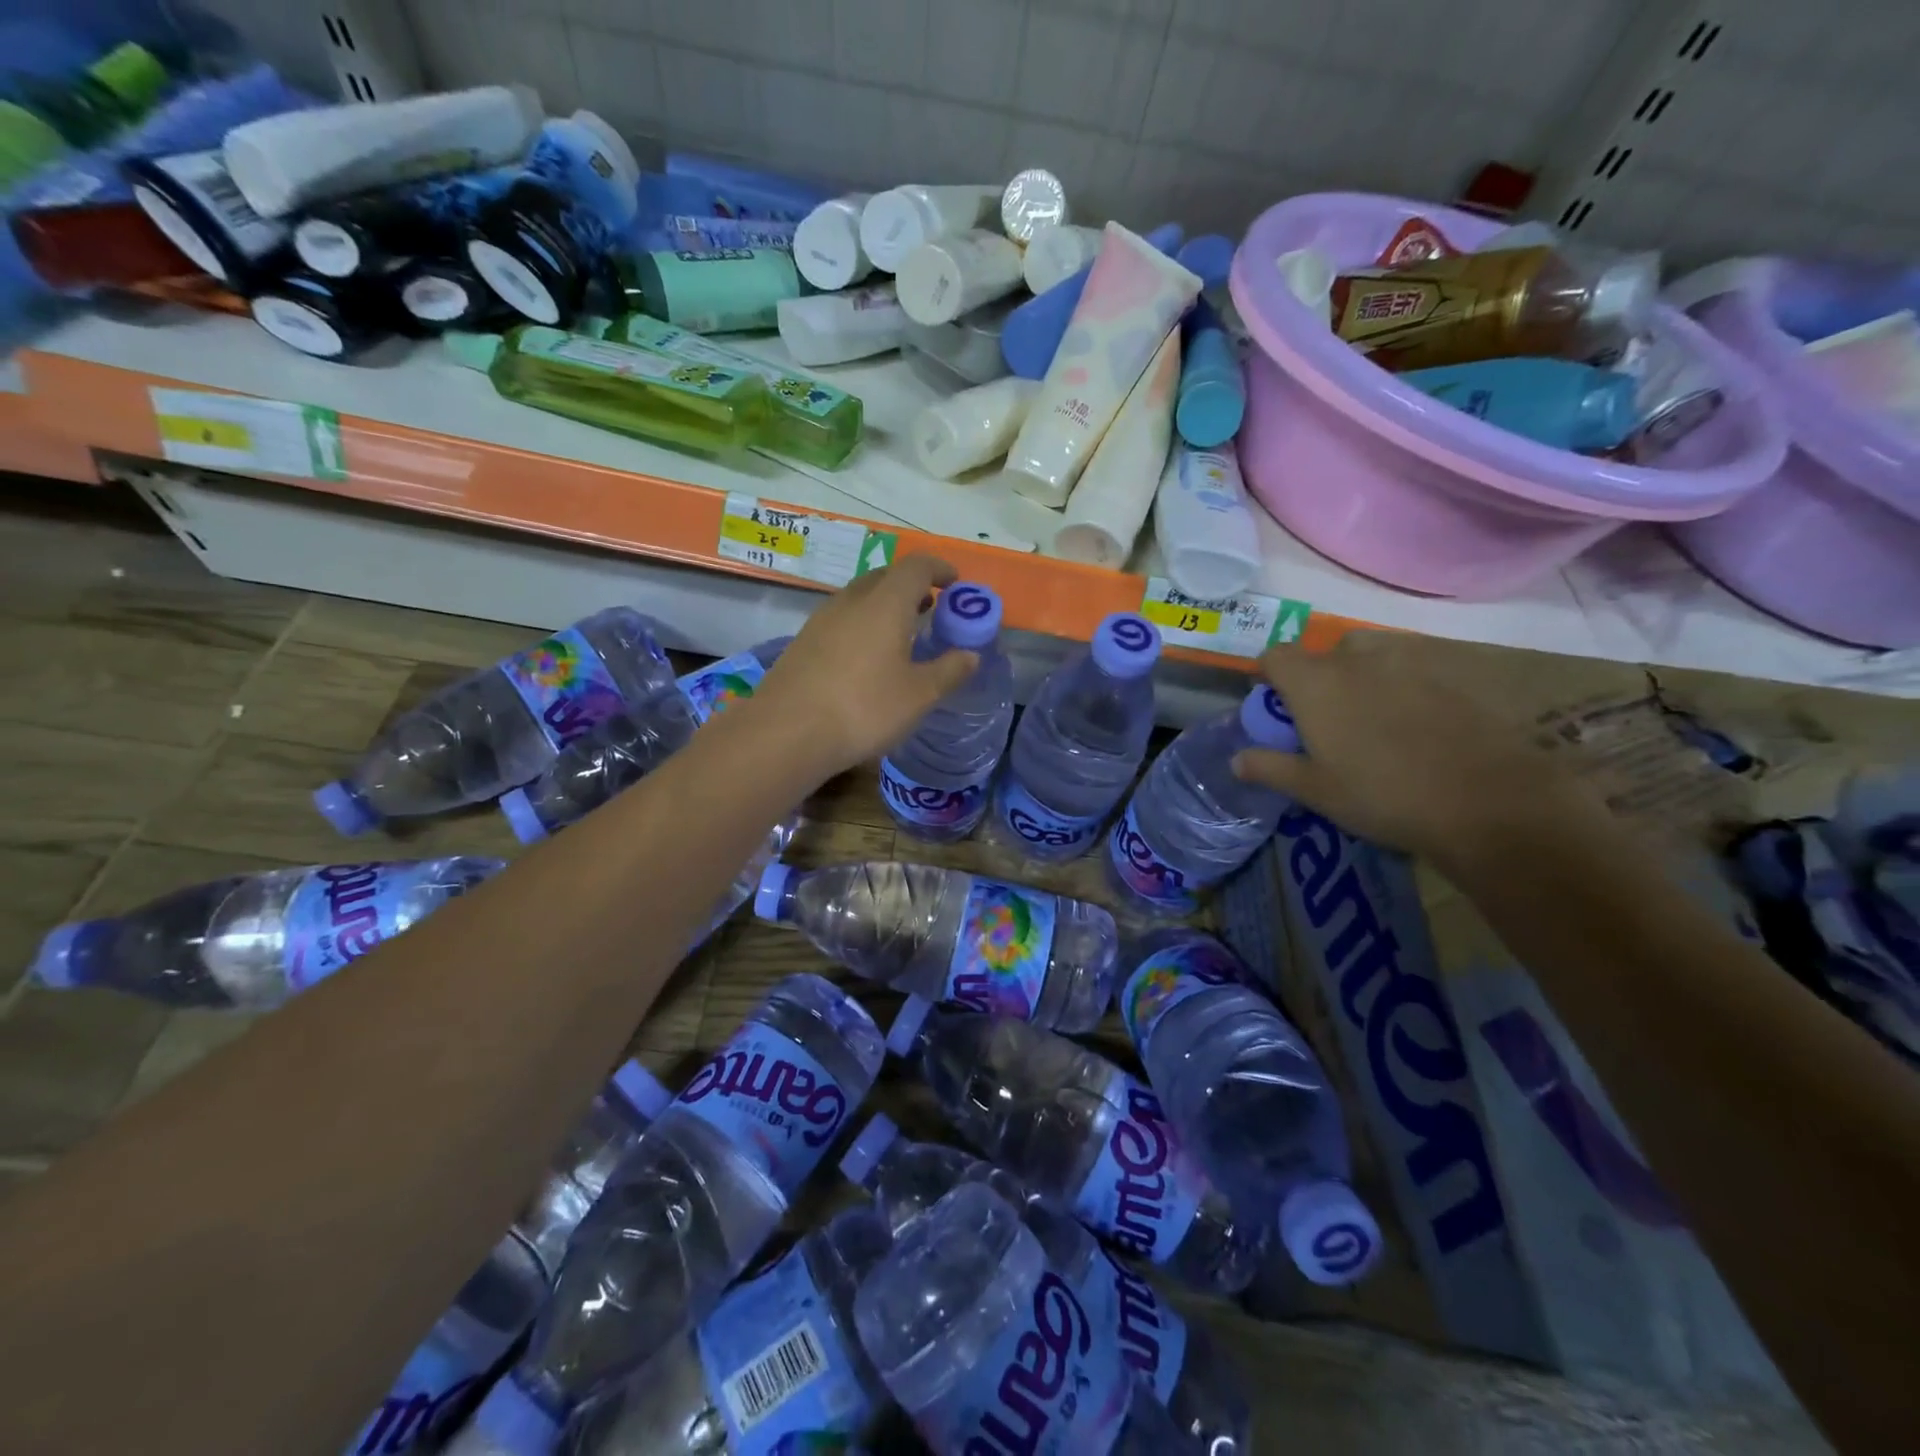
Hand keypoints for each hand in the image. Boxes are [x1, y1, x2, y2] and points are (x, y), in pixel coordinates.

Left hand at [750, 554, 979, 778]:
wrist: (787, 732)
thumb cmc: (864, 708)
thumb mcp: (919, 695)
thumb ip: (949, 670)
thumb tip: (971, 655)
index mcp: (885, 603)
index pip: (916, 567)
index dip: (939, 569)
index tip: (955, 582)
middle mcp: (852, 600)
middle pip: (886, 576)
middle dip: (912, 585)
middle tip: (932, 607)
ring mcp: (822, 619)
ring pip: (860, 596)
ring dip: (885, 604)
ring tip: (903, 631)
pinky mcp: (804, 641)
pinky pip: (842, 618)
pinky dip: (864, 622)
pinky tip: (868, 655)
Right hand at [1234, 633, 1608, 876]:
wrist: (1485, 802)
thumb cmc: (1380, 795)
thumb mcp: (1314, 790)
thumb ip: (1270, 767)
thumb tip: (1236, 759)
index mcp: (1316, 683)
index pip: (1275, 656)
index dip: (1268, 675)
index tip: (1273, 704)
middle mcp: (1357, 660)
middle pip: (1325, 652)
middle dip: (1317, 675)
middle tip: (1324, 717)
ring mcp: (1408, 662)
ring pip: (1370, 655)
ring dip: (1360, 675)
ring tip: (1369, 717)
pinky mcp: (1449, 675)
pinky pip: (1411, 669)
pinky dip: (1401, 686)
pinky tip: (1413, 724)